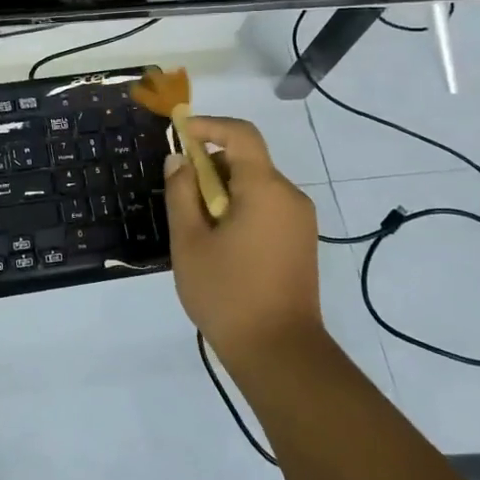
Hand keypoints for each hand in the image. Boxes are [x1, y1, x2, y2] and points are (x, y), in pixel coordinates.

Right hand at [164, 116, 323, 373]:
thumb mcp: (190, 242)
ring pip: (256, 185)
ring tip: (196, 227)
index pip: (241, 134)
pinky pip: (267, 207)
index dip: (209, 126)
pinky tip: (220, 243)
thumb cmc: (228, 294)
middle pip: (247, 160)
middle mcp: (289, 196)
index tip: (180, 135)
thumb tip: (178, 160)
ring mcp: (300, 220)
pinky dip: (240, 208)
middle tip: (180, 196)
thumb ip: (181, 193)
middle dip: (210, 166)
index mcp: (265, 189)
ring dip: (223, 191)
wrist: (281, 354)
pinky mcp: (301, 242)